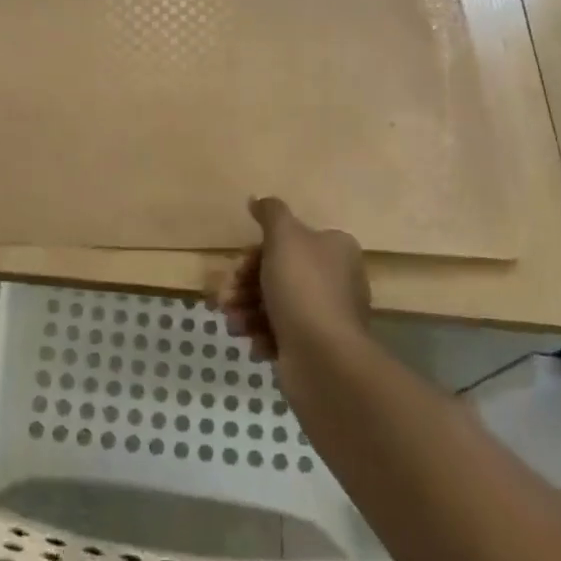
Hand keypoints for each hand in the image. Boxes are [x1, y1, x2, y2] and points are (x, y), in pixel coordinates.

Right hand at [207, 197, 370, 360]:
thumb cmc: (303, 289)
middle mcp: (336, 279)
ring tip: (235, 324)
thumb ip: (270, 213)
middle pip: (277, 273)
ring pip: (274, 304)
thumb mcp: (284, 237)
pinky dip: (262, 335)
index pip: (287, 242)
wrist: (324, 360)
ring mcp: (327, 316)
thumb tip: (258, 200)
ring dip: (246, 311)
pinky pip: (281, 334)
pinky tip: (254, 343)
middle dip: (244, 285)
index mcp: (335, 249)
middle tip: (225, 298)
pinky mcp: (316, 347)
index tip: (238, 267)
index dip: (256, 253)